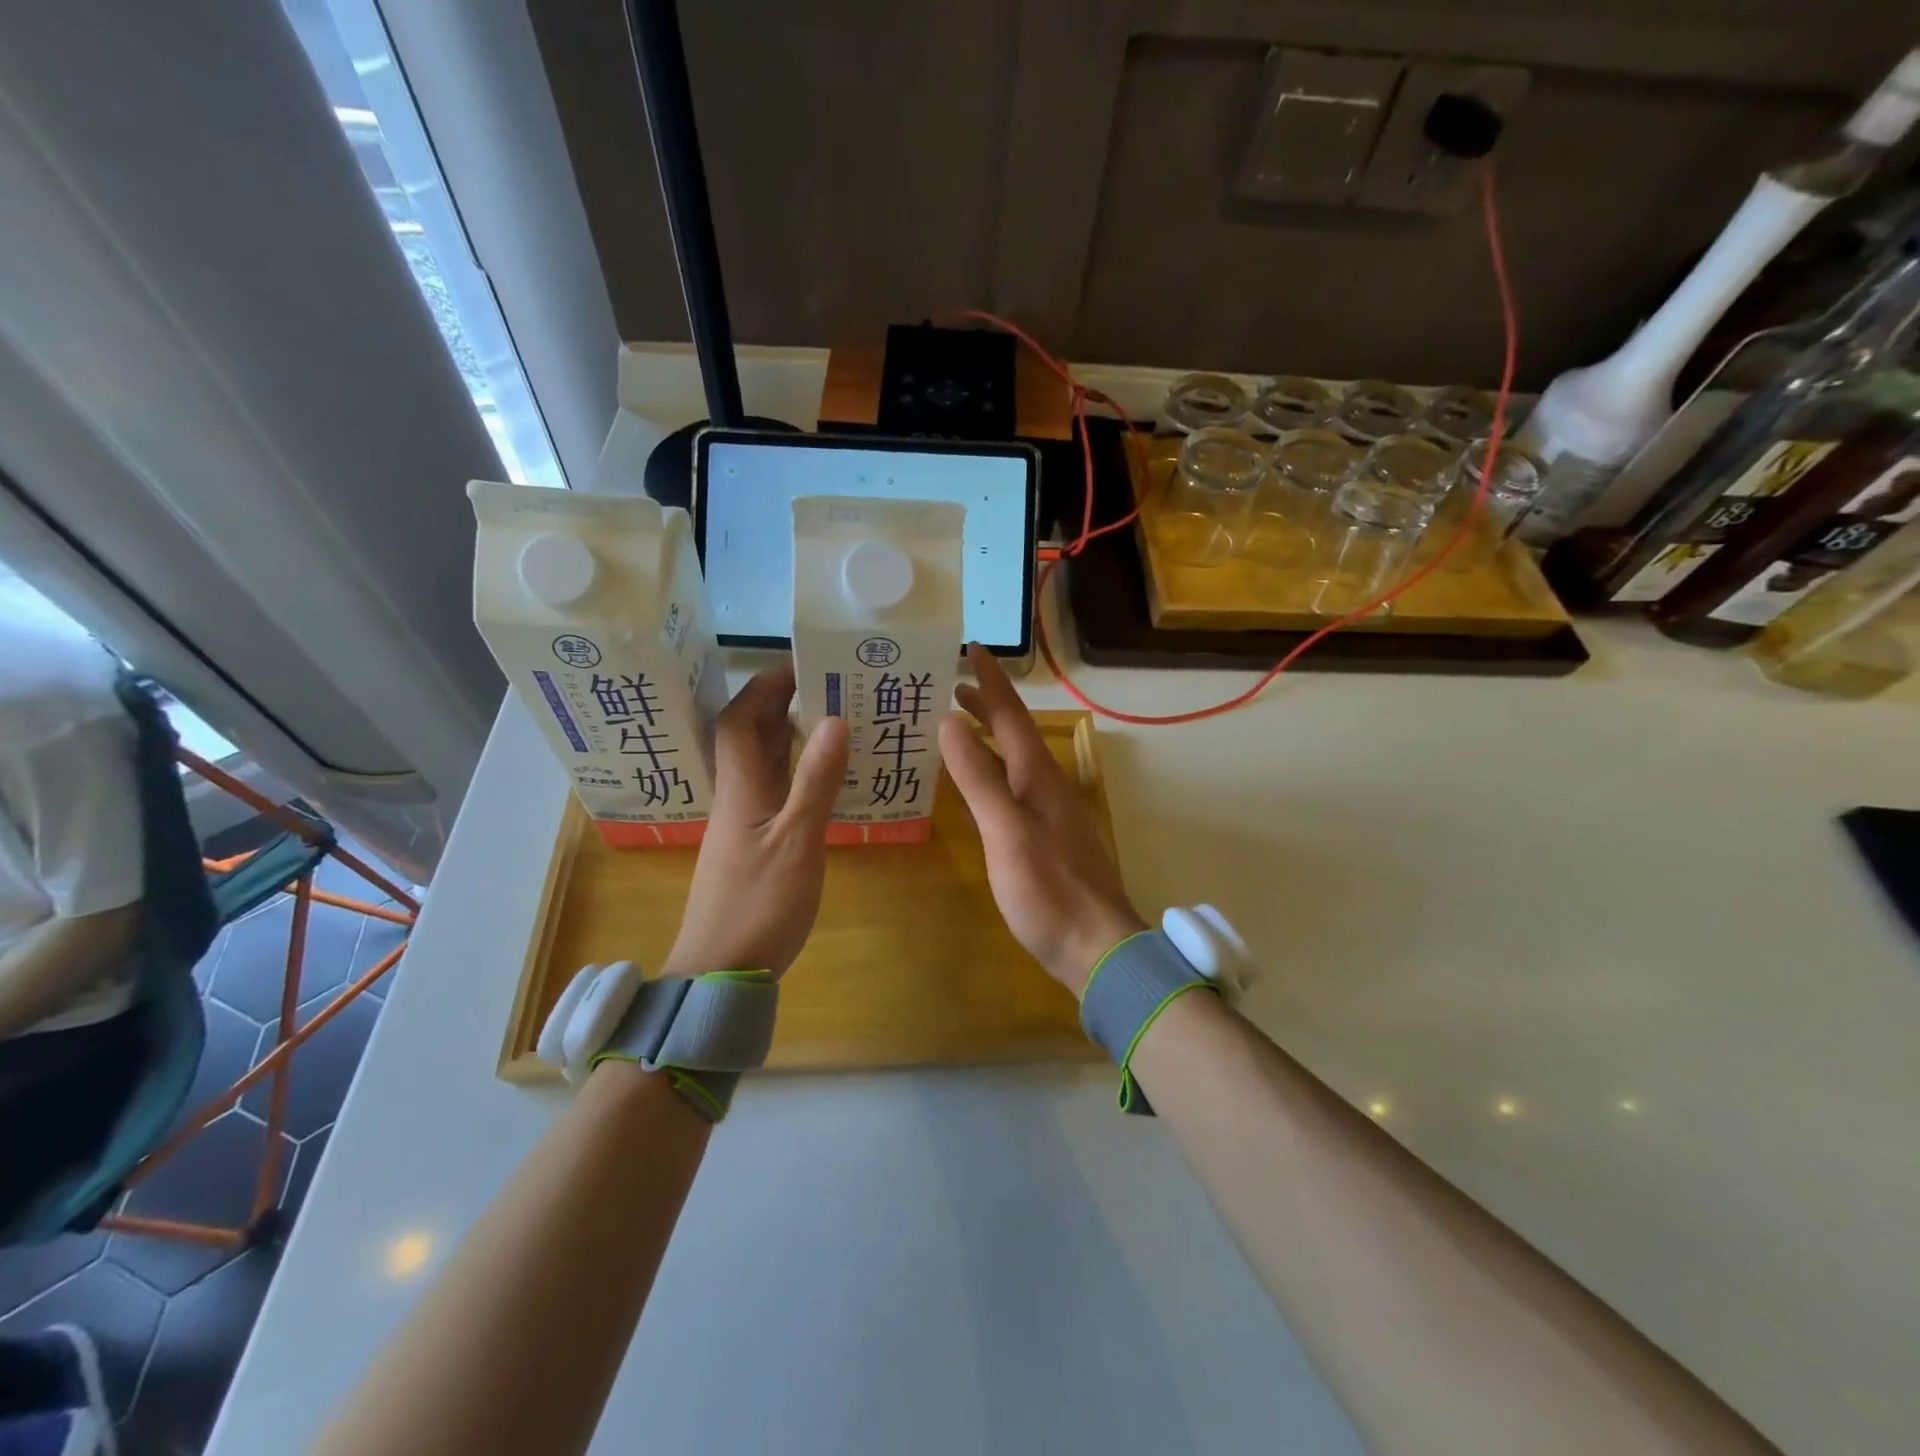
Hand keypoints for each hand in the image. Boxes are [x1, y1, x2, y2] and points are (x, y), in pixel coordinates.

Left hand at [663, 663, 848, 979]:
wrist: (719, 973)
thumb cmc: (759, 907)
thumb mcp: (798, 842)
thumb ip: (816, 782)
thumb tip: (833, 719)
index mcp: (741, 789)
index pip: (742, 719)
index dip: (766, 686)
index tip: (803, 664)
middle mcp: (736, 798)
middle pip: (748, 736)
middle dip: (779, 704)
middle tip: (828, 687)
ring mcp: (741, 825)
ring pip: (760, 765)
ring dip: (787, 737)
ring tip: (832, 722)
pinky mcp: (750, 848)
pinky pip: (771, 792)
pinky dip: (794, 773)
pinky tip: (822, 782)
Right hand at [939, 644, 1145, 996]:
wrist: (1096, 945)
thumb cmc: (1048, 888)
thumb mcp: (1006, 831)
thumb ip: (979, 778)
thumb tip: (951, 724)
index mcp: (1038, 775)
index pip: (1011, 714)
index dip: (990, 681)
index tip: (970, 648)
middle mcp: (1046, 784)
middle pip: (1014, 733)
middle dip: (985, 705)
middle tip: (949, 685)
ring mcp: (1049, 811)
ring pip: (1013, 760)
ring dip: (987, 737)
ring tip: (956, 725)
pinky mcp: (1046, 836)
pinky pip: (1012, 787)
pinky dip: (990, 772)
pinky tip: (976, 785)